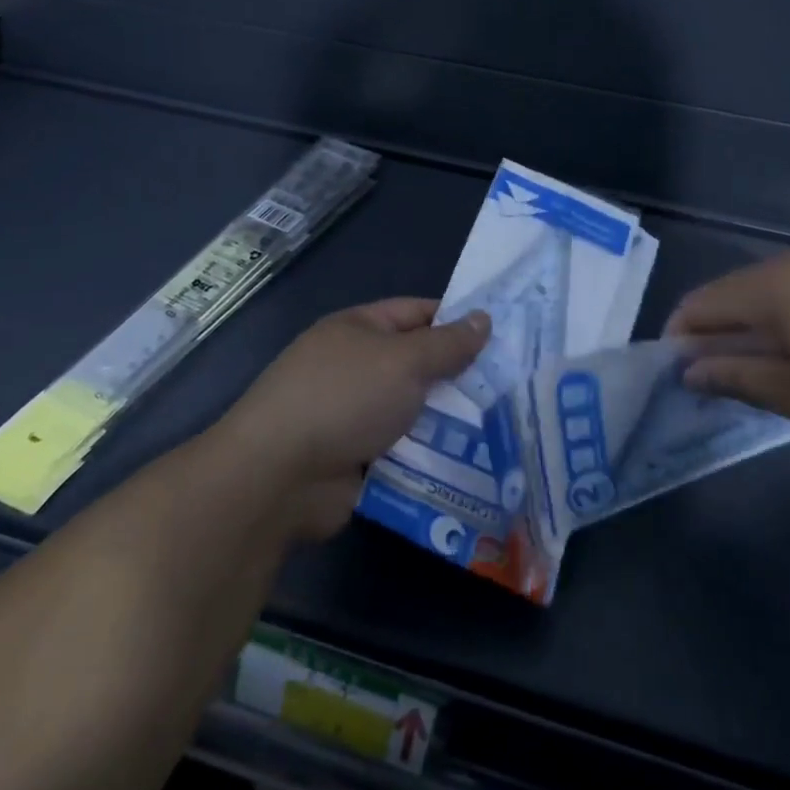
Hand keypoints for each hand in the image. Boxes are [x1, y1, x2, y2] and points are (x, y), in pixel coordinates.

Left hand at [218, 299, 488, 538]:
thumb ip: (447, 344)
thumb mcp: (404, 360)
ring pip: (413, 410)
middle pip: (417, 364)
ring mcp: (352, 415)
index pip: (417, 313)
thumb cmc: (343, 398)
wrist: (277, 477)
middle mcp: (354, 367)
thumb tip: (484, 319)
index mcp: (358, 329)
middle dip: (459, 376)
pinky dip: (429, 454)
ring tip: (502, 425)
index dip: (456, 320)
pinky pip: (403, 449)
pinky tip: (471, 461)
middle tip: (512, 385)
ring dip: (448, 420)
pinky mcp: (354, 459)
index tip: (501, 335)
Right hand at [666, 248, 789, 451]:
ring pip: (768, 293)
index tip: (674, 374)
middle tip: (710, 381)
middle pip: (734, 292)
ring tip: (750, 372)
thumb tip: (690, 370)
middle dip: (714, 333)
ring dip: (749, 328)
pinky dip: (783, 321)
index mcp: (774, 284)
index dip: (681, 335)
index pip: (704, 301)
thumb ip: (739, 377)